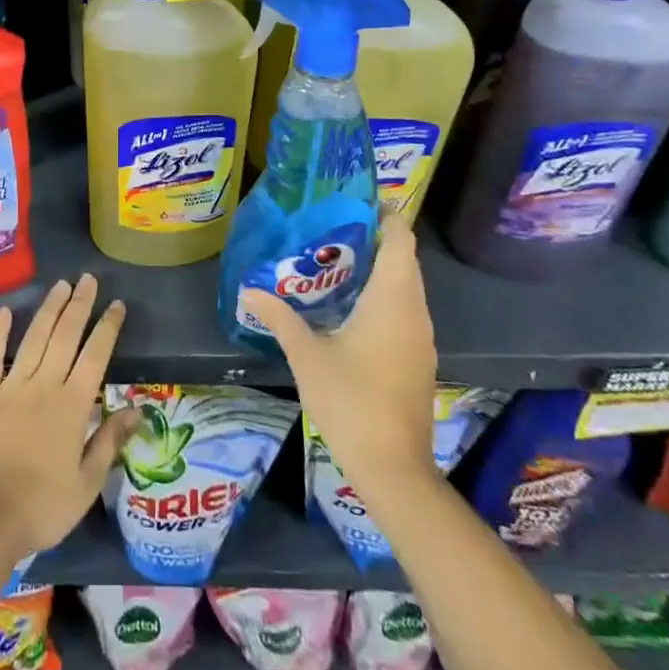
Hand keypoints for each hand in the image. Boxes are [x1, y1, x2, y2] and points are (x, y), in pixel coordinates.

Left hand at [0, 274, 136, 563]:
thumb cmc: (41, 508)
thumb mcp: (87, 484)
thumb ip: (110, 442)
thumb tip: (137, 409)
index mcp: (72, 406)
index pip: (95, 355)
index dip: (108, 327)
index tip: (117, 304)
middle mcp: (44, 385)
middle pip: (65, 336)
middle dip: (79, 304)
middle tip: (88, 279)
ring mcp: (11, 386)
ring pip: (34, 337)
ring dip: (49, 309)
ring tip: (60, 285)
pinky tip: (6, 310)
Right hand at [243, 212, 437, 503]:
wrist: (393, 469)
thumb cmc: (351, 401)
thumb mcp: (306, 355)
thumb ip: (279, 317)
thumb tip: (247, 290)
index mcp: (392, 300)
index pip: (400, 239)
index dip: (384, 214)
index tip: (354, 200)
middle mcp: (414, 312)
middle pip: (404, 260)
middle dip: (374, 239)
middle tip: (331, 226)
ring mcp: (421, 338)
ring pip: (405, 287)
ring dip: (378, 269)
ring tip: (334, 259)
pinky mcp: (418, 359)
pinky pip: (404, 311)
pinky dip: (383, 296)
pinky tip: (349, 305)